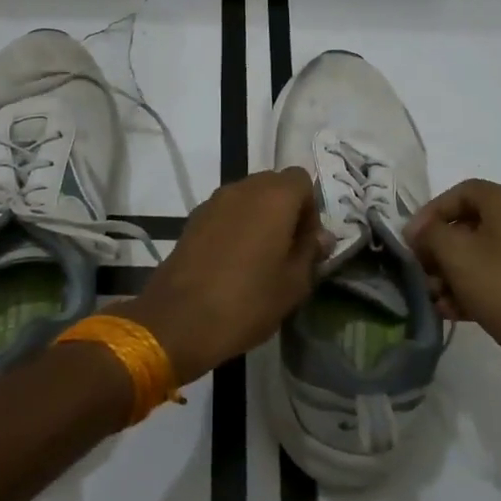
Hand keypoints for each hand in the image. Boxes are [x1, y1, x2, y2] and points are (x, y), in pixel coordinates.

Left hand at [123, 168, 322, 386]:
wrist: (179, 320)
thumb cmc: (247, 301)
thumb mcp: (294, 284)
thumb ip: (311, 253)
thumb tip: (321, 237)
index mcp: (274, 197)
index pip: (302, 180)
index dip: (310, 209)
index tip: (307, 243)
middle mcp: (243, 189)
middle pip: (274, 185)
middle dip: (286, 211)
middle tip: (287, 250)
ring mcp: (213, 202)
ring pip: (248, 198)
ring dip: (259, 218)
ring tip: (260, 258)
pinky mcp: (193, 219)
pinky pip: (226, 212)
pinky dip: (236, 226)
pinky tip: (233, 262)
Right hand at [405, 179, 500, 397]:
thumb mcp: (457, 254)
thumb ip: (431, 234)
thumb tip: (421, 230)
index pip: (462, 192)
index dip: (432, 211)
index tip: (411, 238)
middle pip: (470, 226)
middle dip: (438, 248)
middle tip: (419, 270)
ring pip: (480, 257)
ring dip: (450, 274)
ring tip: (432, 297)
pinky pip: (495, 281)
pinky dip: (470, 291)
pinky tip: (450, 312)